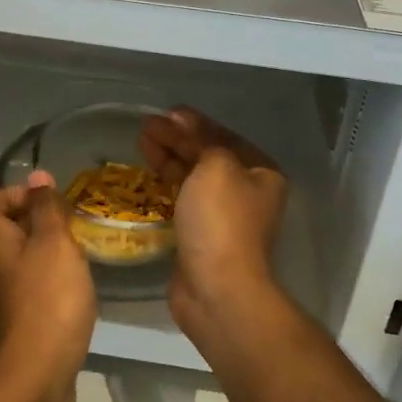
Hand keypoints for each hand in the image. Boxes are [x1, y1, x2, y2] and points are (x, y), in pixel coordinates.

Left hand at [0, 172, 96, 401]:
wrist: (32, 376)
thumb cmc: (46, 299)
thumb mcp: (55, 242)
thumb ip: (46, 207)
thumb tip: (37, 177)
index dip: (16, 195)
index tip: (50, 204)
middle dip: (32, 223)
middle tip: (67, 229)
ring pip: (9, 260)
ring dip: (37, 254)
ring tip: (72, 258)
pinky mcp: (2, 322)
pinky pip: (17, 287)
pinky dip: (37, 282)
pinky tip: (65, 292)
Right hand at [140, 109, 288, 346]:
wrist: (217, 288)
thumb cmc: (221, 220)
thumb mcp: (215, 166)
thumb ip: (200, 139)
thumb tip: (181, 121)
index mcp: (260, 172)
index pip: (223, 136)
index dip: (193, 122)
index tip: (165, 113)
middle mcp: (246, 192)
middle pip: (206, 155)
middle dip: (176, 139)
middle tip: (145, 127)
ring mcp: (223, 216)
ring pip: (192, 178)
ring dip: (168, 159)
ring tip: (141, 142)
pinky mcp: (201, 235)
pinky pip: (182, 200)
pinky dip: (165, 185)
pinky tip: (147, 176)